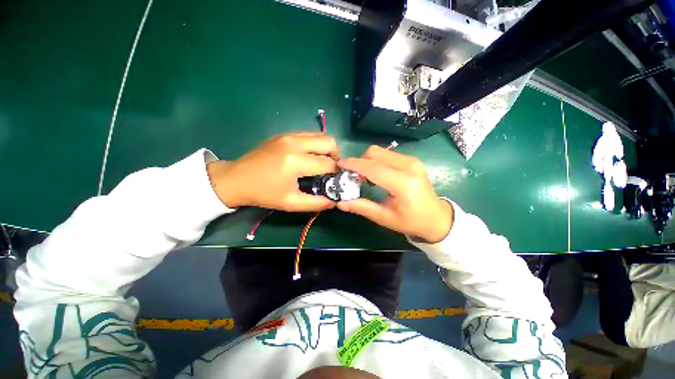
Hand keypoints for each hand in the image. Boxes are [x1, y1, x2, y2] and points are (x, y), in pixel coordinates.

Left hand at [207, 132, 338, 211]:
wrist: (236, 179)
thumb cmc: (264, 194)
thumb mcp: (291, 203)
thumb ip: (316, 203)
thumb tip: (334, 201)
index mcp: (295, 162)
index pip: (328, 164)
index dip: (337, 172)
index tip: (337, 179)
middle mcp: (294, 143)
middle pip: (329, 142)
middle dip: (336, 156)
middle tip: (331, 169)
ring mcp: (288, 135)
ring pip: (321, 135)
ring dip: (326, 149)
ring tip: (322, 162)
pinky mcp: (284, 134)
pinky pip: (309, 134)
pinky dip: (316, 144)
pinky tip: (310, 156)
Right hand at [337, 145, 453, 242]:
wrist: (437, 218)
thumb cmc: (411, 221)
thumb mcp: (384, 218)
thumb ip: (362, 207)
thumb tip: (340, 203)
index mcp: (403, 183)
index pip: (373, 168)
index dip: (354, 164)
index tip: (340, 165)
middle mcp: (409, 166)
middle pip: (375, 153)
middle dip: (360, 161)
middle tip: (354, 176)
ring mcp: (412, 160)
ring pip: (380, 151)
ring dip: (368, 161)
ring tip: (365, 177)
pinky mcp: (412, 160)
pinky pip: (387, 154)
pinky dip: (377, 161)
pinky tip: (377, 175)